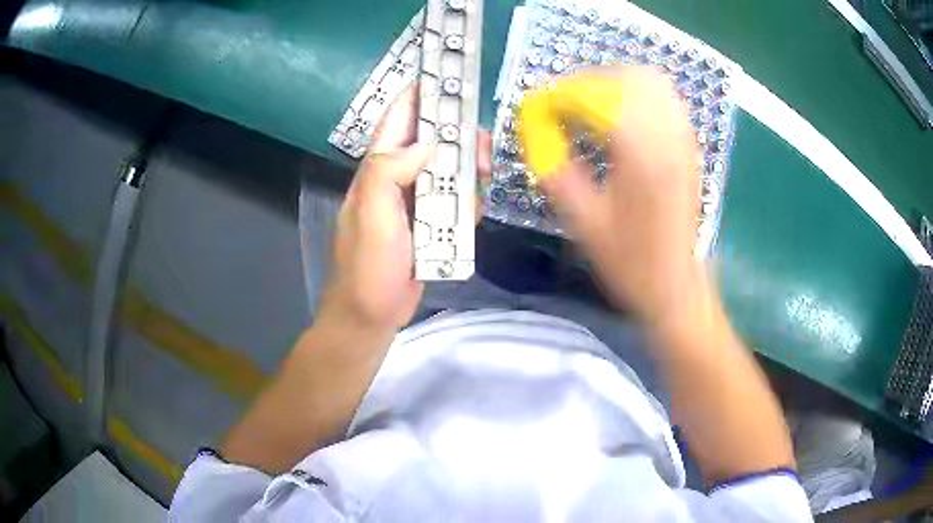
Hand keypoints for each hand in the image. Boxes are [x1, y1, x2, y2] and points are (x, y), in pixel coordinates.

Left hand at [319, 84, 490, 332]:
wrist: (371, 314)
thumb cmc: (367, 265)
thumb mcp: (371, 213)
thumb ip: (390, 170)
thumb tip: (426, 142)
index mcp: (378, 168)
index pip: (399, 118)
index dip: (421, 93)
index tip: (450, 76)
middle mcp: (397, 177)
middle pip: (433, 140)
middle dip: (459, 137)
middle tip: (480, 152)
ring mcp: (415, 201)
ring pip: (449, 168)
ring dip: (467, 169)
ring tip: (481, 181)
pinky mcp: (431, 223)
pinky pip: (455, 199)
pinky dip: (468, 198)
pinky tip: (474, 209)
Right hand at [540, 67, 702, 324]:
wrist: (675, 283)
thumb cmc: (629, 260)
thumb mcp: (582, 220)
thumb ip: (554, 168)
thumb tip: (534, 131)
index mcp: (639, 154)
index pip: (596, 97)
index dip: (561, 95)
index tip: (540, 106)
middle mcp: (666, 136)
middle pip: (629, 77)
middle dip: (591, 81)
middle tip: (567, 103)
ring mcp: (683, 139)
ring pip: (653, 82)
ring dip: (617, 83)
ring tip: (594, 105)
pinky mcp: (690, 146)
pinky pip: (667, 99)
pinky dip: (640, 95)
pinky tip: (624, 117)